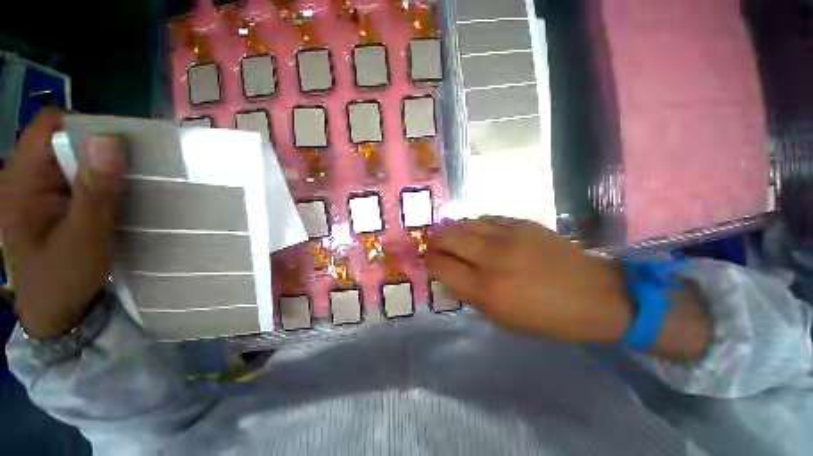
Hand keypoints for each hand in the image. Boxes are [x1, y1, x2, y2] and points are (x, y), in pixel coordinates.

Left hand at [0, 110, 125, 338]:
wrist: (55, 313)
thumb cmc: (62, 281)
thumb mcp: (82, 240)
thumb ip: (95, 192)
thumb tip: (110, 143)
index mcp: (20, 181)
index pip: (50, 126)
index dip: (86, 125)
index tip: (125, 142)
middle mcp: (26, 177)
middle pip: (64, 140)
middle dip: (100, 148)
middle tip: (137, 166)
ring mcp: (39, 191)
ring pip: (74, 159)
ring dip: (103, 166)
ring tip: (132, 182)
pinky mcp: (52, 203)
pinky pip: (78, 177)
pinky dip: (101, 180)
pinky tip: (117, 195)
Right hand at [427, 217, 631, 342]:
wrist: (595, 295)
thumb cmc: (547, 317)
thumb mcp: (502, 319)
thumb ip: (469, 296)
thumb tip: (448, 279)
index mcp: (485, 289)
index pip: (441, 266)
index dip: (430, 262)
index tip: (430, 262)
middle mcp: (491, 258)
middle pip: (447, 237)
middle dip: (435, 240)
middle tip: (435, 245)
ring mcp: (508, 236)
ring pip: (464, 223)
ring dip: (453, 230)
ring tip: (454, 237)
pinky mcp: (522, 224)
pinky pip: (487, 219)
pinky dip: (476, 226)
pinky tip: (480, 233)